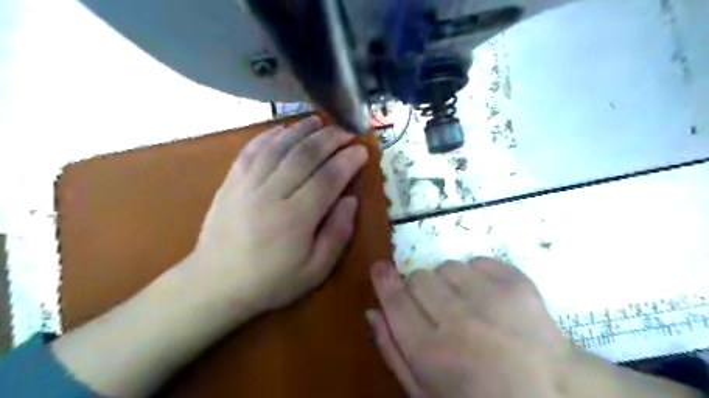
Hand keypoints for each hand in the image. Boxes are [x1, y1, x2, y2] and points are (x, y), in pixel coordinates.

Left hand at [186, 116, 368, 315]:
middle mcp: (271, 195)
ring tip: (319, 121)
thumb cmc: (271, 281)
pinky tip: (282, 129)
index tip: (361, 149)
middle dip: (330, 138)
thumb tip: (350, 200)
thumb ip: (337, 234)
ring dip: (301, 130)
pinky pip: (251, 150)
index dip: (347, 160)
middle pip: (304, 156)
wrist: (215, 284)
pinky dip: (269, 136)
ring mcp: (247, 185)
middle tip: (346, 130)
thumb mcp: (315, 270)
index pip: (327, 179)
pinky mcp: (231, 182)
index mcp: (295, 219)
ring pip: (278, 147)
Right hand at [368, 258, 567, 396]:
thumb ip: (393, 351)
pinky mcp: (515, 284)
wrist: (554, 395)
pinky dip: (476, 275)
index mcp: (430, 352)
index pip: (395, 300)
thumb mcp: (425, 392)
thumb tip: (373, 312)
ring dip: (449, 282)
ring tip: (466, 304)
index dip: (383, 280)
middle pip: (418, 278)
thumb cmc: (480, 397)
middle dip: (420, 289)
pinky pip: (477, 261)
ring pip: (447, 267)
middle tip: (436, 307)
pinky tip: (487, 297)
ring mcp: (489, 298)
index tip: (380, 268)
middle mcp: (456, 320)